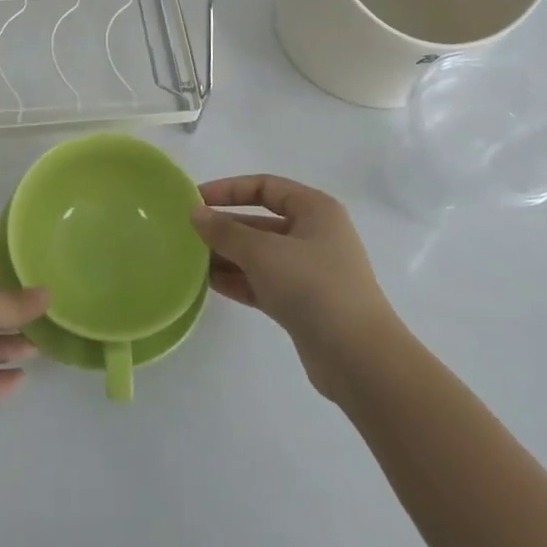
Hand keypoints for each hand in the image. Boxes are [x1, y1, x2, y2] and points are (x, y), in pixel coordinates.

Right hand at [192, 175, 396, 396]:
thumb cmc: (313, 287)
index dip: (229, 190)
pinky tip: (208, 283)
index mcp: (315, 210)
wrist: (359, 359)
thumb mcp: (263, 252)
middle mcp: (314, 235)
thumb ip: (226, 231)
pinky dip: (238, 280)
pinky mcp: (302, 303)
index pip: (265, 187)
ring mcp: (309, 272)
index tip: (196, 201)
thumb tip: (196, 214)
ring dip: (227, 256)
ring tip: (190, 260)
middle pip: (260, 222)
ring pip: (259, 255)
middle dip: (225, 228)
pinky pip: (263, 282)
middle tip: (187, 234)